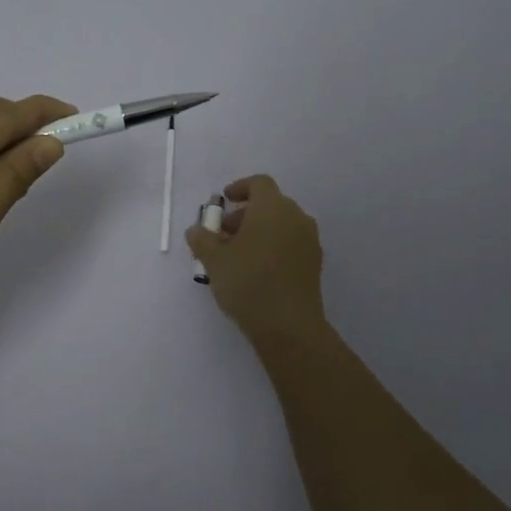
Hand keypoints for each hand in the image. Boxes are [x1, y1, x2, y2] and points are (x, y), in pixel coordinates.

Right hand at [186, 174, 327, 346]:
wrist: (289, 327)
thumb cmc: (248, 282)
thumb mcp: (214, 260)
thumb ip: (202, 239)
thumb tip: (196, 230)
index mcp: (272, 207)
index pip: (259, 183)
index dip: (240, 188)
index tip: (224, 201)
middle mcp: (296, 217)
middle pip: (270, 204)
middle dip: (245, 214)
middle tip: (223, 233)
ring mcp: (309, 241)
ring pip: (281, 224)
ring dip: (259, 231)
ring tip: (237, 254)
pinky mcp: (314, 263)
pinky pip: (291, 242)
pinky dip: (273, 245)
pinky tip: (256, 269)